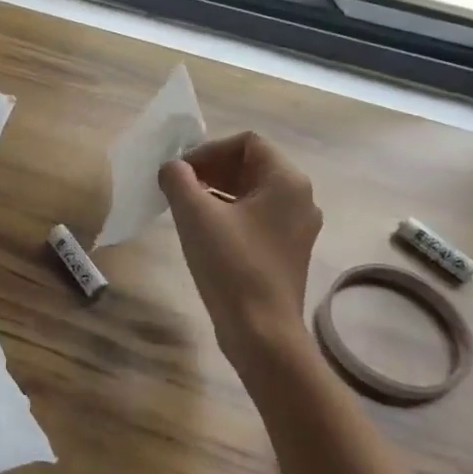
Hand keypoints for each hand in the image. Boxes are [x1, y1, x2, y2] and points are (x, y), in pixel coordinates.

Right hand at [158, 132, 322, 355]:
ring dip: (217, 191)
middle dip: (212, 169)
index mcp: (287, 181)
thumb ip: (178, 179)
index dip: (209, 150)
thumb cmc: (231, 265)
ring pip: (253, 192)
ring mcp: (297, 227)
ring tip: (185, 206)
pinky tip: (203, 230)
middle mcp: (300, 198)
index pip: (247, 142)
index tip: (182, 172)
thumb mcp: (195, 214)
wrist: (261, 331)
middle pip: (252, 165)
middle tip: (179, 186)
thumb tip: (172, 167)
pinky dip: (229, 212)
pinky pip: (256, 216)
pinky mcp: (287, 250)